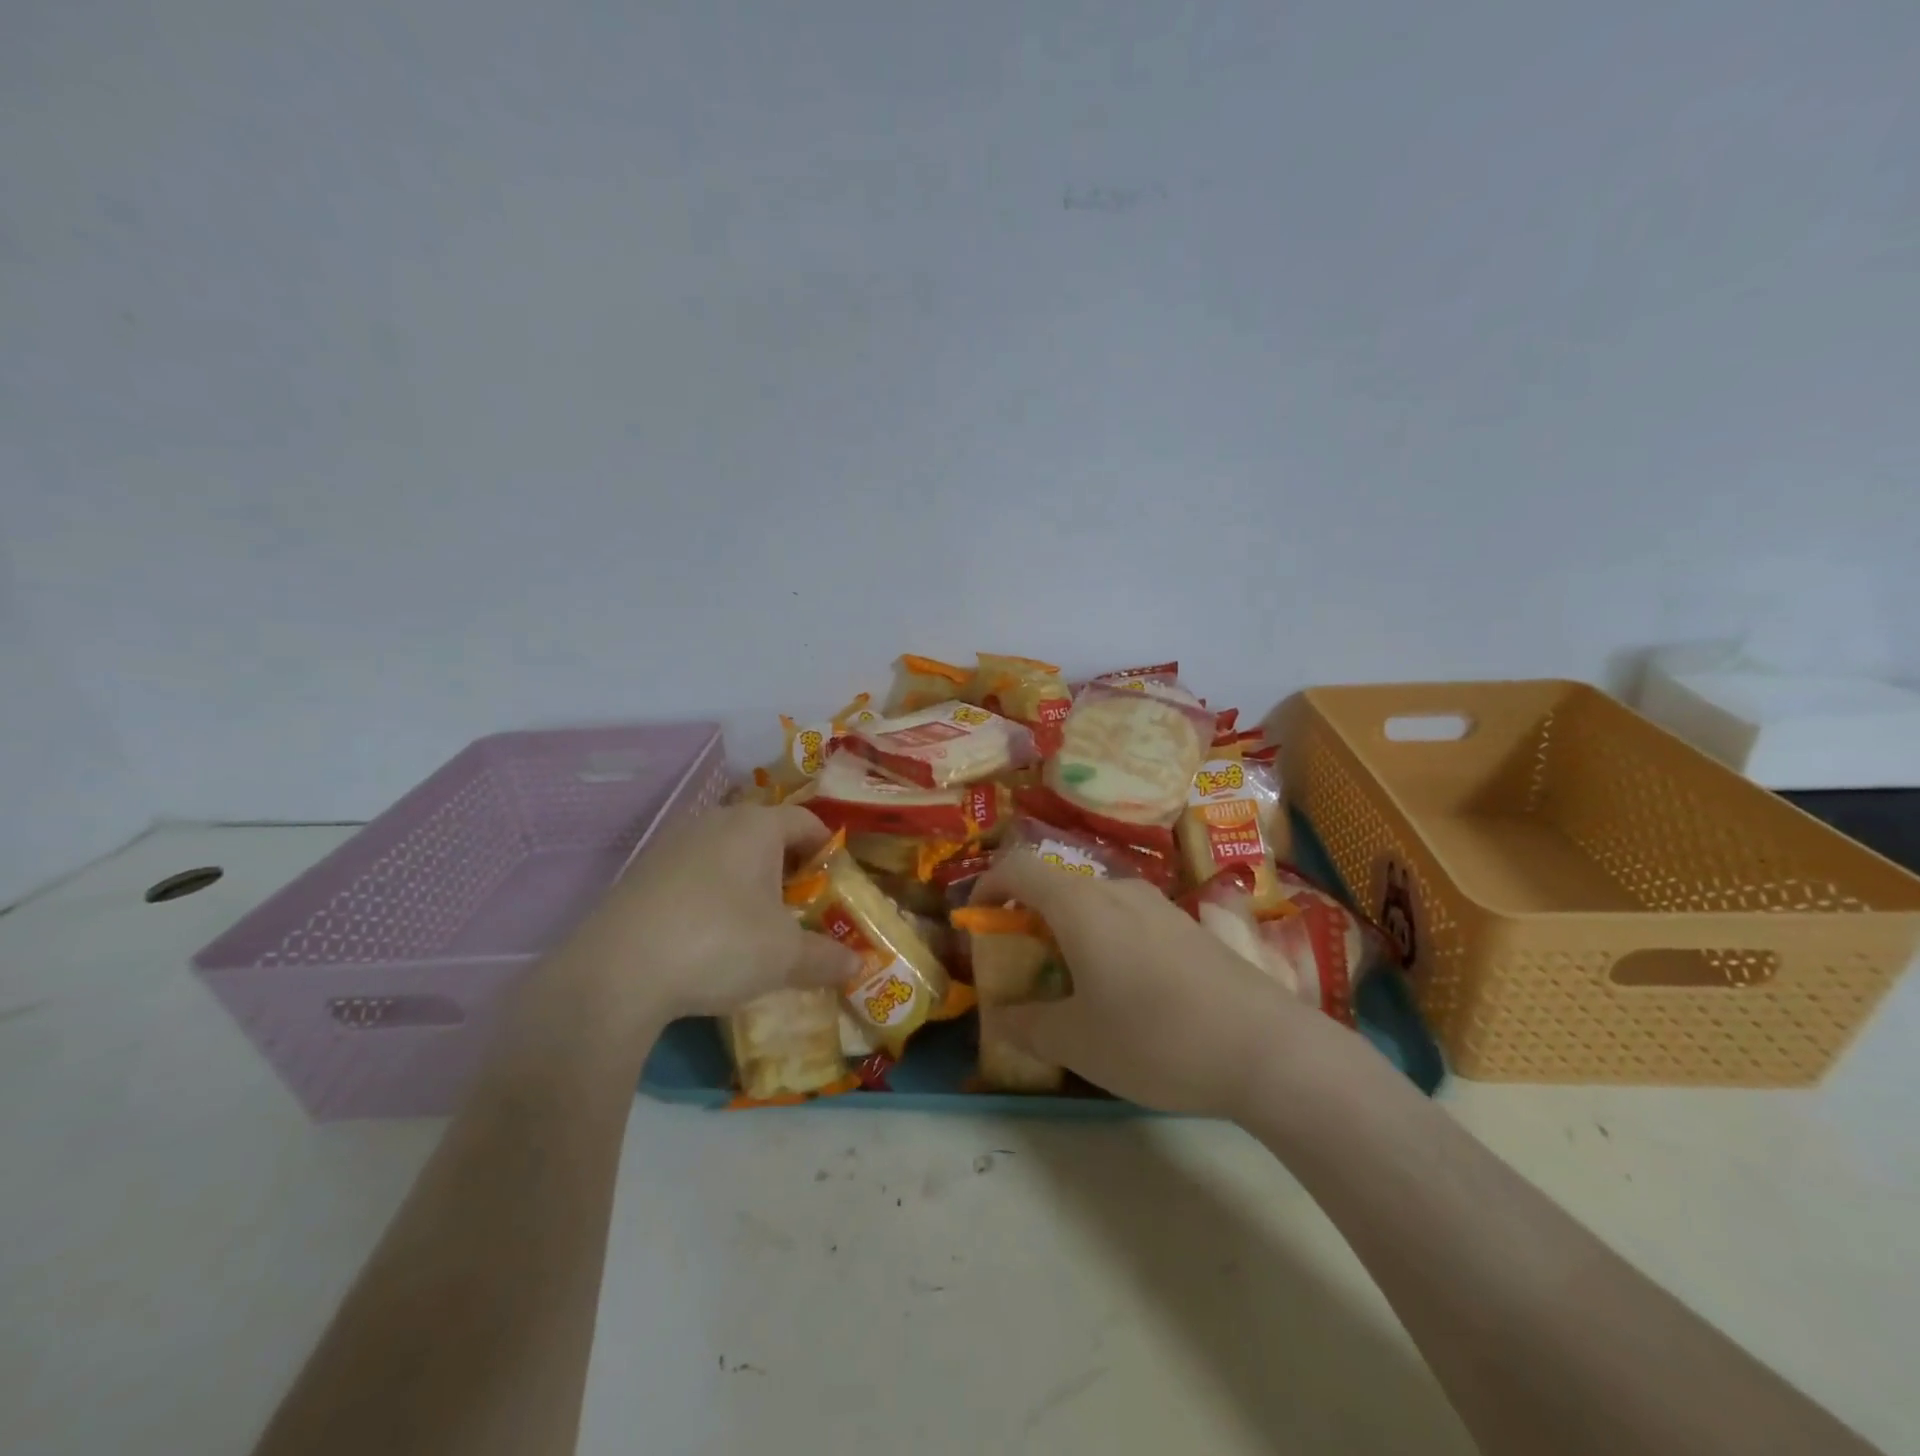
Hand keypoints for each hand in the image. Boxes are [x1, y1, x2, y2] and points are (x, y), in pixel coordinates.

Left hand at [574, 805, 860, 1024]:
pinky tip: (707, 934)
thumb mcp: (785, 957)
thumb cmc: (720, 943)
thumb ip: (827, 957)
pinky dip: (710, 894)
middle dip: (787, 867)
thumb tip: (859, 965)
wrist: (615, 972)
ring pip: (726, 853)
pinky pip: (692, 873)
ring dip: (746, 880)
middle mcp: (715, 821)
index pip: (806, 821)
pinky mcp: (641, 872)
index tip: (836, 882)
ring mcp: (672, 844)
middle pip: (764, 834)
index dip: (827, 849)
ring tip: (755, 923)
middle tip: (800, 906)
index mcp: (757, 826)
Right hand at [975, 850, 1319, 1116]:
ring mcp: (1161, 906)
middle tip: (1025, 968)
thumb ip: (1028, 1025)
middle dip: (1030, 921)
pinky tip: (1131, 995)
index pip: (1018, 867)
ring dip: (1072, 934)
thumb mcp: (1077, 1042)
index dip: (987, 884)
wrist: (1268, 1049)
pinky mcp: (1193, 928)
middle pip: (1058, 888)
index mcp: (1080, 905)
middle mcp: (1119, 891)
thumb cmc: (1154, 1038)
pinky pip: (1132, 923)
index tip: (976, 918)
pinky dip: (1110, 943)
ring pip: (1098, 907)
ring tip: (1076, 987)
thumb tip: (1002, 1017)